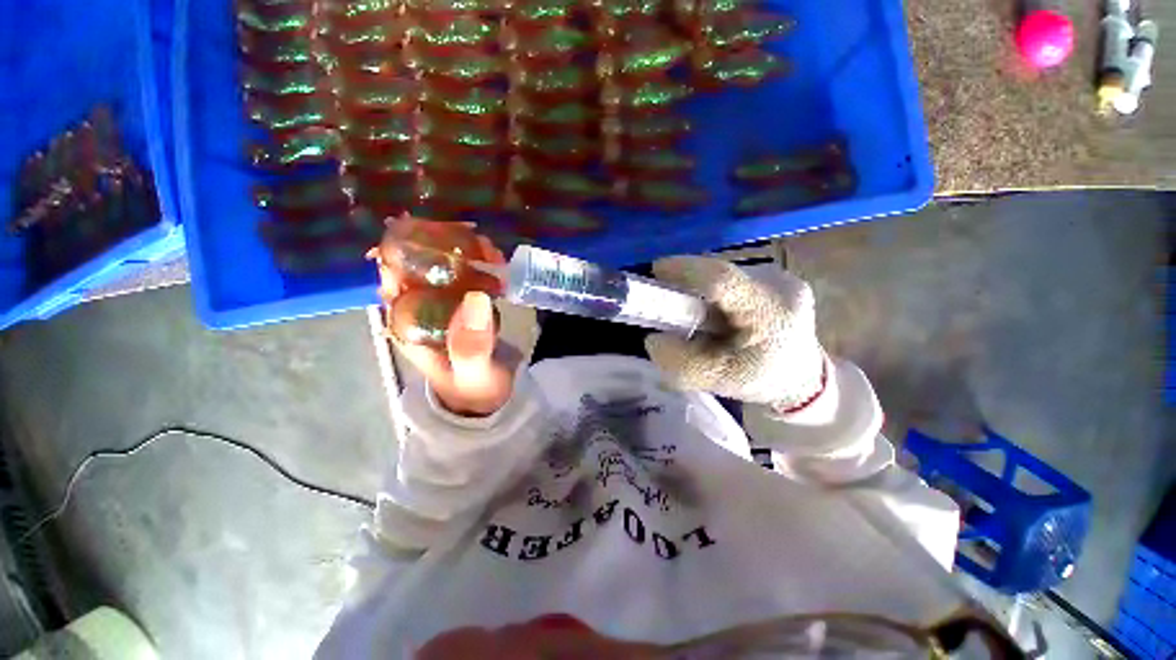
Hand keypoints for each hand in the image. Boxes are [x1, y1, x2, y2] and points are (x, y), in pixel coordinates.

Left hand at [371, 218, 517, 416]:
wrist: (490, 399)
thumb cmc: (473, 389)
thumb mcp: (472, 372)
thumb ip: (471, 345)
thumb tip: (477, 299)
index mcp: (408, 323)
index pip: (393, 275)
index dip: (408, 249)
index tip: (437, 235)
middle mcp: (421, 309)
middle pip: (420, 264)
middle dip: (444, 246)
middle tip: (476, 241)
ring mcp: (444, 305)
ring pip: (446, 267)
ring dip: (465, 252)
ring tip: (491, 250)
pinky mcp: (465, 305)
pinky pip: (468, 277)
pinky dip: (481, 264)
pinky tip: (496, 261)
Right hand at [644, 256, 826, 411]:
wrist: (803, 378)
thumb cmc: (761, 381)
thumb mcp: (716, 381)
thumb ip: (680, 363)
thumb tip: (653, 338)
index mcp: (770, 315)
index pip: (723, 280)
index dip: (685, 270)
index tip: (656, 270)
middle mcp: (781, 287)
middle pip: (719, 275)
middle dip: (689, 285)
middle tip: (671, 304)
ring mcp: (784, 278)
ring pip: (726, 275)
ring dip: (704, 291)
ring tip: (701, 317)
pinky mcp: (779, 277)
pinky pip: (735, 279)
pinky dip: (718, 293)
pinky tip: (721, 314)